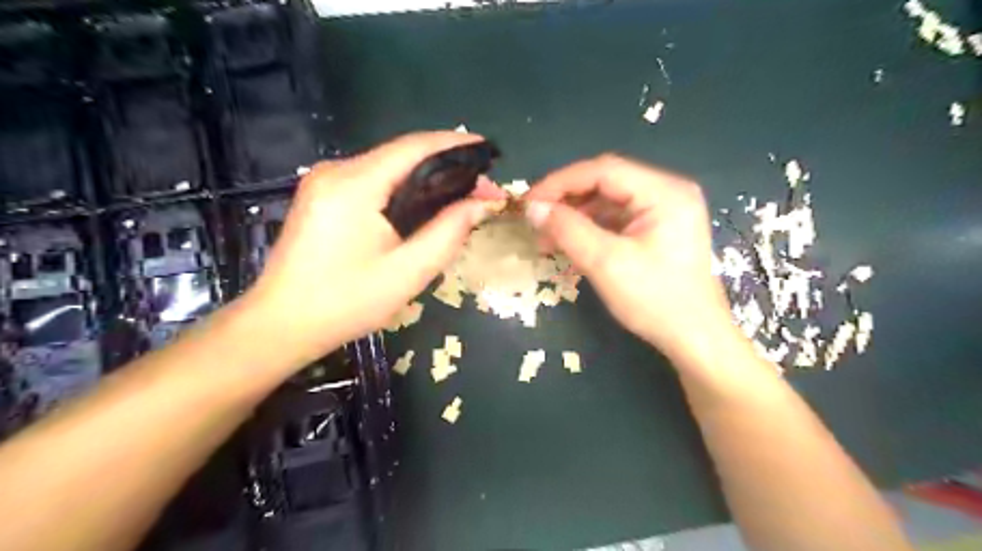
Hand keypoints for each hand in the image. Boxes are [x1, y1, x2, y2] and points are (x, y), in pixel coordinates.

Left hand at [242, 132, 504, 364]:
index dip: (456, 145)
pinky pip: (373, 181)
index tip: (490, 152)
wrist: (282, 323)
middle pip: (402, 155)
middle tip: (482, 188)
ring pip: (389, 167)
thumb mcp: (408, 272)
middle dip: (447, 166)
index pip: (415, 147)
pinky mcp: (323, 195)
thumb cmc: (346, 302)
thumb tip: (481, 204)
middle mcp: (337, 171)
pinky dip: (404, 188)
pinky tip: (425, 205)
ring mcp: (325, 181)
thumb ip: (449, 232)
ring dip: (427, 178)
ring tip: (462, 196)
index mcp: (355, 184)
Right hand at [524, 153, 730, 364]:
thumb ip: (567, 230)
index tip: (529, 202)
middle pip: (606, 182)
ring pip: (608, 200)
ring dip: (575, 215)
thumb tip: (532, 208)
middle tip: (535, 220)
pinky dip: (590, 228)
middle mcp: (668, 192)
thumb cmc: (655, 301)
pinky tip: (570, 243)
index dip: (561, 182)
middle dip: (567, 200)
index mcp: (665, 192)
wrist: (695, 338)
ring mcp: (664, 210)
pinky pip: (617, 218)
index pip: (604, 170)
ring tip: (547, 238)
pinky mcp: (658, 229)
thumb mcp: (606, 263)